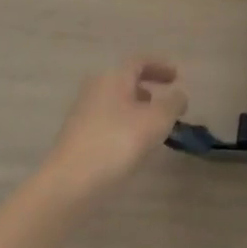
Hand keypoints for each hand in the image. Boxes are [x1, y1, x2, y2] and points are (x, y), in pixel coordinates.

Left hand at [44, 58, 188, 201]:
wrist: (67, 185)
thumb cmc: (116, 143)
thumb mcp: (156, 121)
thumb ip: (173, 104)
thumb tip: (179, 96)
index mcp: (113, 77)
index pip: (139, 62)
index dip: (160, 67)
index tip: (177, 77)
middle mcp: (95, 89)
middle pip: (125, 82)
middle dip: (147, 89)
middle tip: (164, 102)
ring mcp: (82, 115)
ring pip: (115, 104)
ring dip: (135, 110)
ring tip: (151, 129)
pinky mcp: (76, 139)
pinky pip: (106, 123)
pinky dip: (123, 127)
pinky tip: (131, 148)